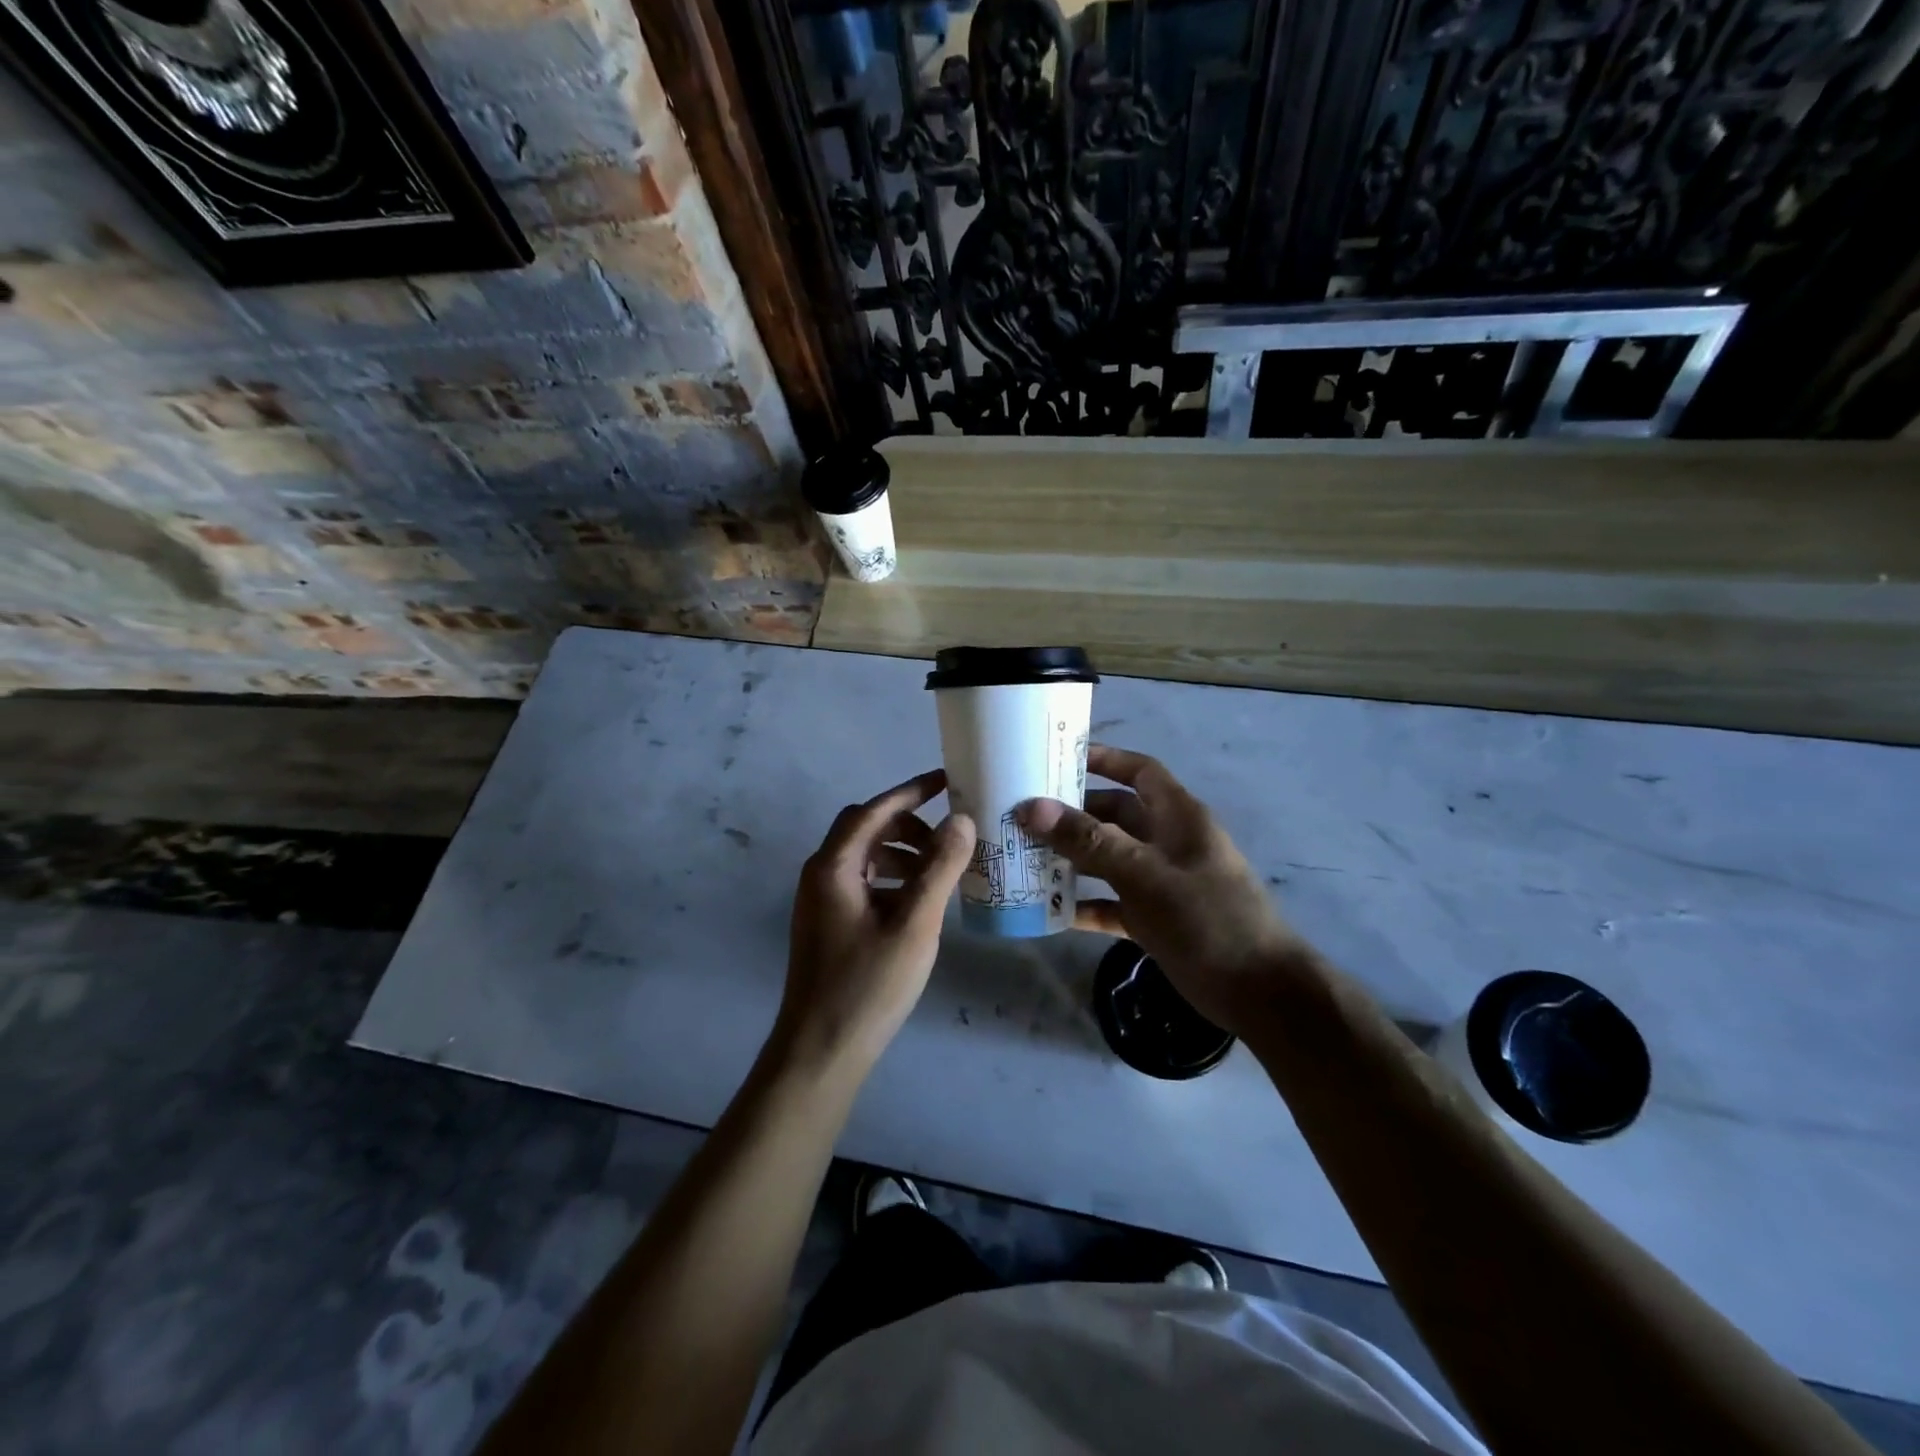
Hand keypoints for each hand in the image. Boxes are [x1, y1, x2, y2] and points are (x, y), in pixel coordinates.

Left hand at [776, 769, 975, 1075]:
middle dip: (908, 825)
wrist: (820, 1051)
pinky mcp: (828, 924)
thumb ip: (939, 869)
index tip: (946, 781)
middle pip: (865, 830)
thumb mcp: (914, 925)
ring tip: (941, 871)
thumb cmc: (868, 985)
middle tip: (948, 838)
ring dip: (902, 853)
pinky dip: (892, 879)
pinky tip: (919, 902)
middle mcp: (821, 875)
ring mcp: (820, 901)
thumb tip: (961, 820)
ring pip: (865, 858)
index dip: (910, 792)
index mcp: (833, 867)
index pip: (873, 811)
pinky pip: (863, 883)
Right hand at [1019, 746, 1306, 1037]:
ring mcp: (1160, 882)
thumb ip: (1089, 841)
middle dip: (1073, 813)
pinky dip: (1084, 904)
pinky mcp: (1153, 919)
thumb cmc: (1208, 918)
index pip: (1139, 771)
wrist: (1259, 993)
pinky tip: (1050, 910)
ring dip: (1072, 859)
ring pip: (1108, 859)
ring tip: (1023, 857)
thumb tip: (1031, 807)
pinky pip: (1110, 903)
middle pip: (1114, 815)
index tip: (1058, 758)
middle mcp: (1167, 842)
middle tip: (1023, 814)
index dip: (1104, 759)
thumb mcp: (1145, 874)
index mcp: (1177, 817)